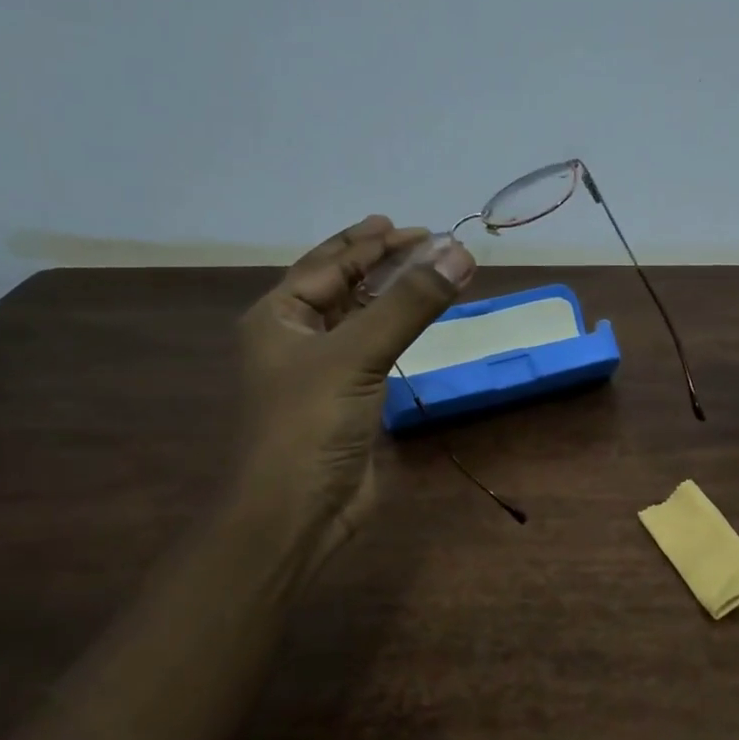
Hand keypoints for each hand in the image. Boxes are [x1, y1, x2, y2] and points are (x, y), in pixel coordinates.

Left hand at [234, 215, 474, 561]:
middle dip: (383, 264)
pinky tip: (418, 325)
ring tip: (431, 275)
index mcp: (278, 317)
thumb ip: (409, 303)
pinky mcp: (348, 402)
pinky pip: (375, 353)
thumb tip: (459, 252)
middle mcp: (295, 338)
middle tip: (427, 244)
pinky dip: (398, 334)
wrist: (298, 512)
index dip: (371, 243)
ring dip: (394, 297)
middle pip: (343, 286)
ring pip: (361, 320)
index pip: (329, 264)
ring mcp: (322, 372)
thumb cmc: (311, 424)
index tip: (415, 228)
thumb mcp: (357, 354)